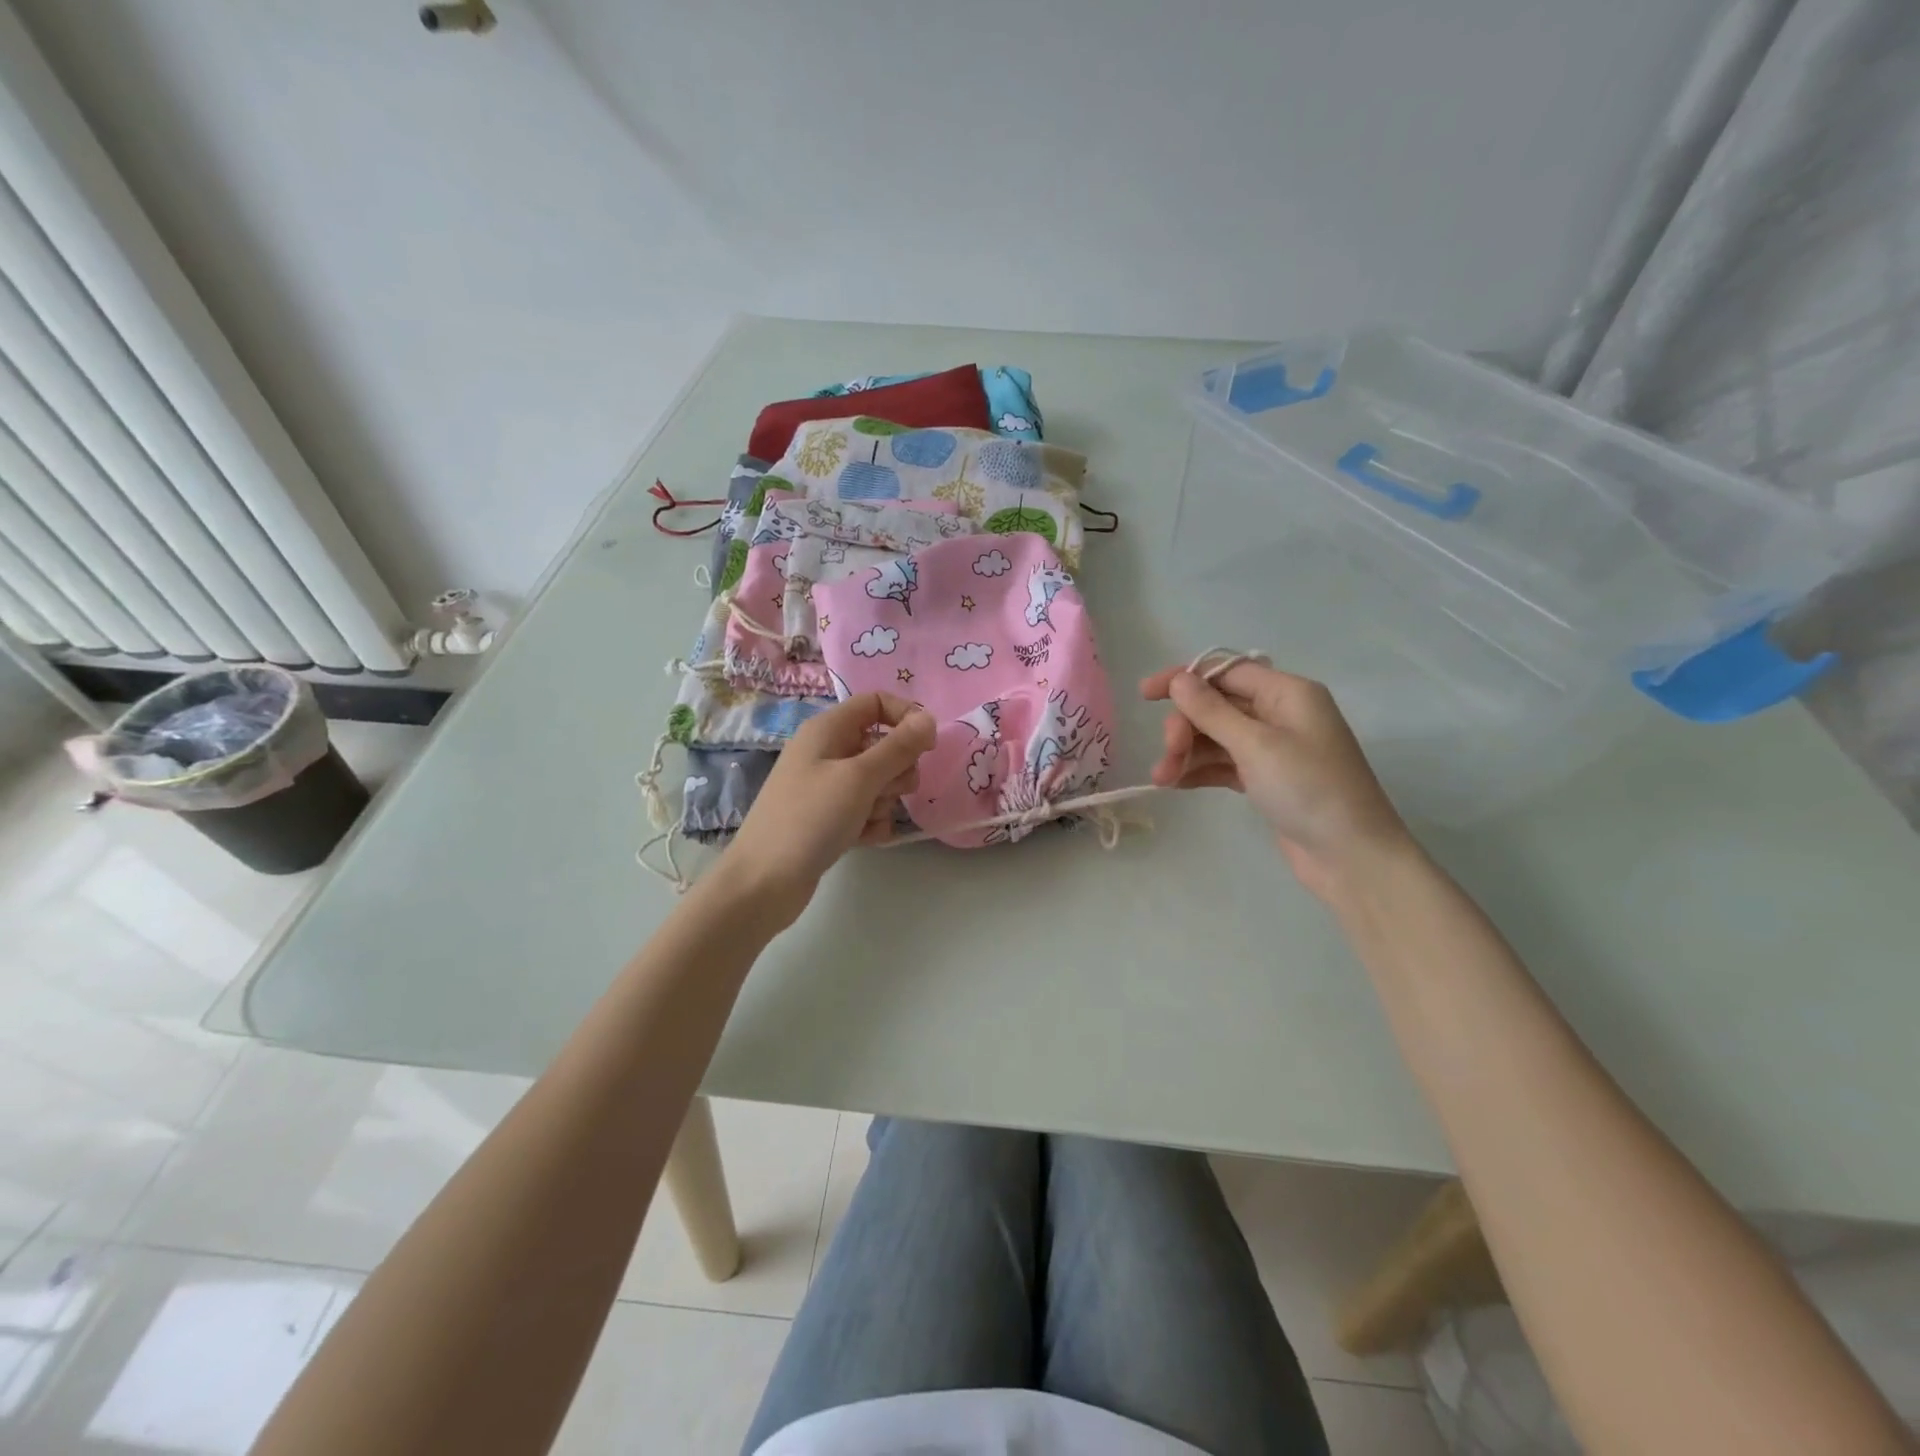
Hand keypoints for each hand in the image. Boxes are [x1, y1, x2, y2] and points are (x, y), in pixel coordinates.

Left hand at [724, 693, 933, 922]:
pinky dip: (871, 823)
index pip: (876, 703)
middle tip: (885, 791)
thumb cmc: (810, 819)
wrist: (764, 882)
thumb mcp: (859, 778)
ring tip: (865, 820)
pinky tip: (862, 839)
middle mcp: (827, 751)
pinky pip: (867, 809)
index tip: (928, 746)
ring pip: (879, 781)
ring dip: (884, 801)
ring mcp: (827, 787)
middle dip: (896, 769)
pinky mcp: (830, 818)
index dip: (906, 717)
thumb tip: (929, 718)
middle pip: (883, 744)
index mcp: (828, 729)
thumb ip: (898, 747)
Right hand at [1140, 660, 1410, 899]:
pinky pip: (1225, 763)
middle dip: (1186, 726)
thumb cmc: (1309, 789)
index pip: (1226, 671)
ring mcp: (1274, 748)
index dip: (1184, 679)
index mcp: (1288, 693)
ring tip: (1162, 779)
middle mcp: (1281, 713)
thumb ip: (1212, 711)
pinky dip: (1201, 770)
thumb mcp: (1256, 745)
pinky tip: (1177, 784)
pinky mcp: (1267, 779)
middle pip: (1217, 705)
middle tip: (1168, 754)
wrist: (1351, 857)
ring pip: (1217, 737)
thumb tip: (1179, 679)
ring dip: (1187, 753)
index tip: (1145, 695)